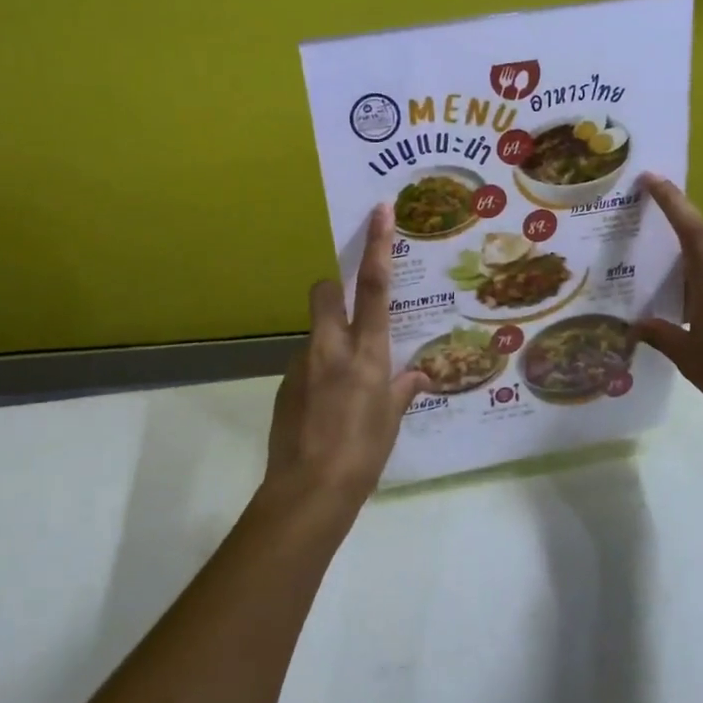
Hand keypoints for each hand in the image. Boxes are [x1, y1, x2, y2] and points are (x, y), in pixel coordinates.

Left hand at [266, 204, 433, 507]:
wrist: (307, 492)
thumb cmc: (362, 454)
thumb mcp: (391, 422)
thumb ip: (402, 391)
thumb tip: (419, 377)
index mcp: (366, 353)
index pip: (372, 287)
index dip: (376, 245)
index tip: (378, 211)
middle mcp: (330, 349)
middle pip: (323, 293)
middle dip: (332, 289)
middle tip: (348, 311)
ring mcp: (301, 366)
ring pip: (313, 332)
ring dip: (328, 342)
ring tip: (343, 385)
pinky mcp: (284, 387)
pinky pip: (305, 365)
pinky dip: (317, 373)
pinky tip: (326, 408)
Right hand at [635, 174, 702, 443]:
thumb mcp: (689, 358)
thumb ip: (662, 335)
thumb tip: (637, 325)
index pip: (690, 227)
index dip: (671, 199)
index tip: (650, 178)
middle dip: (679, 221)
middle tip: (647, 218)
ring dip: (693, 249)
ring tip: (661, 260)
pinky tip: (689, 297)